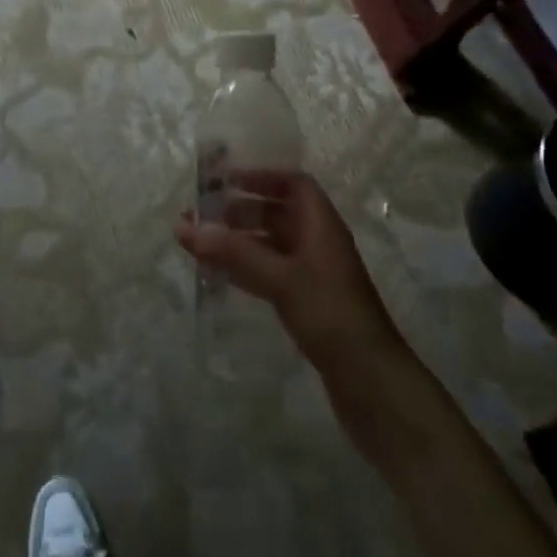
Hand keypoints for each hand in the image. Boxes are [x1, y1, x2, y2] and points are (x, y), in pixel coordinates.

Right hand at [174, 169, 403, 374]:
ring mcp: (312, 274)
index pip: (294, 184)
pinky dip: (244, 268)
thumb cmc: (329, 313)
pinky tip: (218, 275)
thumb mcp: (280, 278)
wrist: (369, 379)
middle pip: (277, 213)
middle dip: (240, 210)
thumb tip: (186, 226)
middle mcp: (317, 242)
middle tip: (201, 215)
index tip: (226, 181)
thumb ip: (234, 252)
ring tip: (200, 243)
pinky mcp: (306, 303)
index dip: (262, 176)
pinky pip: (269, 273)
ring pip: (270, 245)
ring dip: (238, 241)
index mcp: (321, 224)